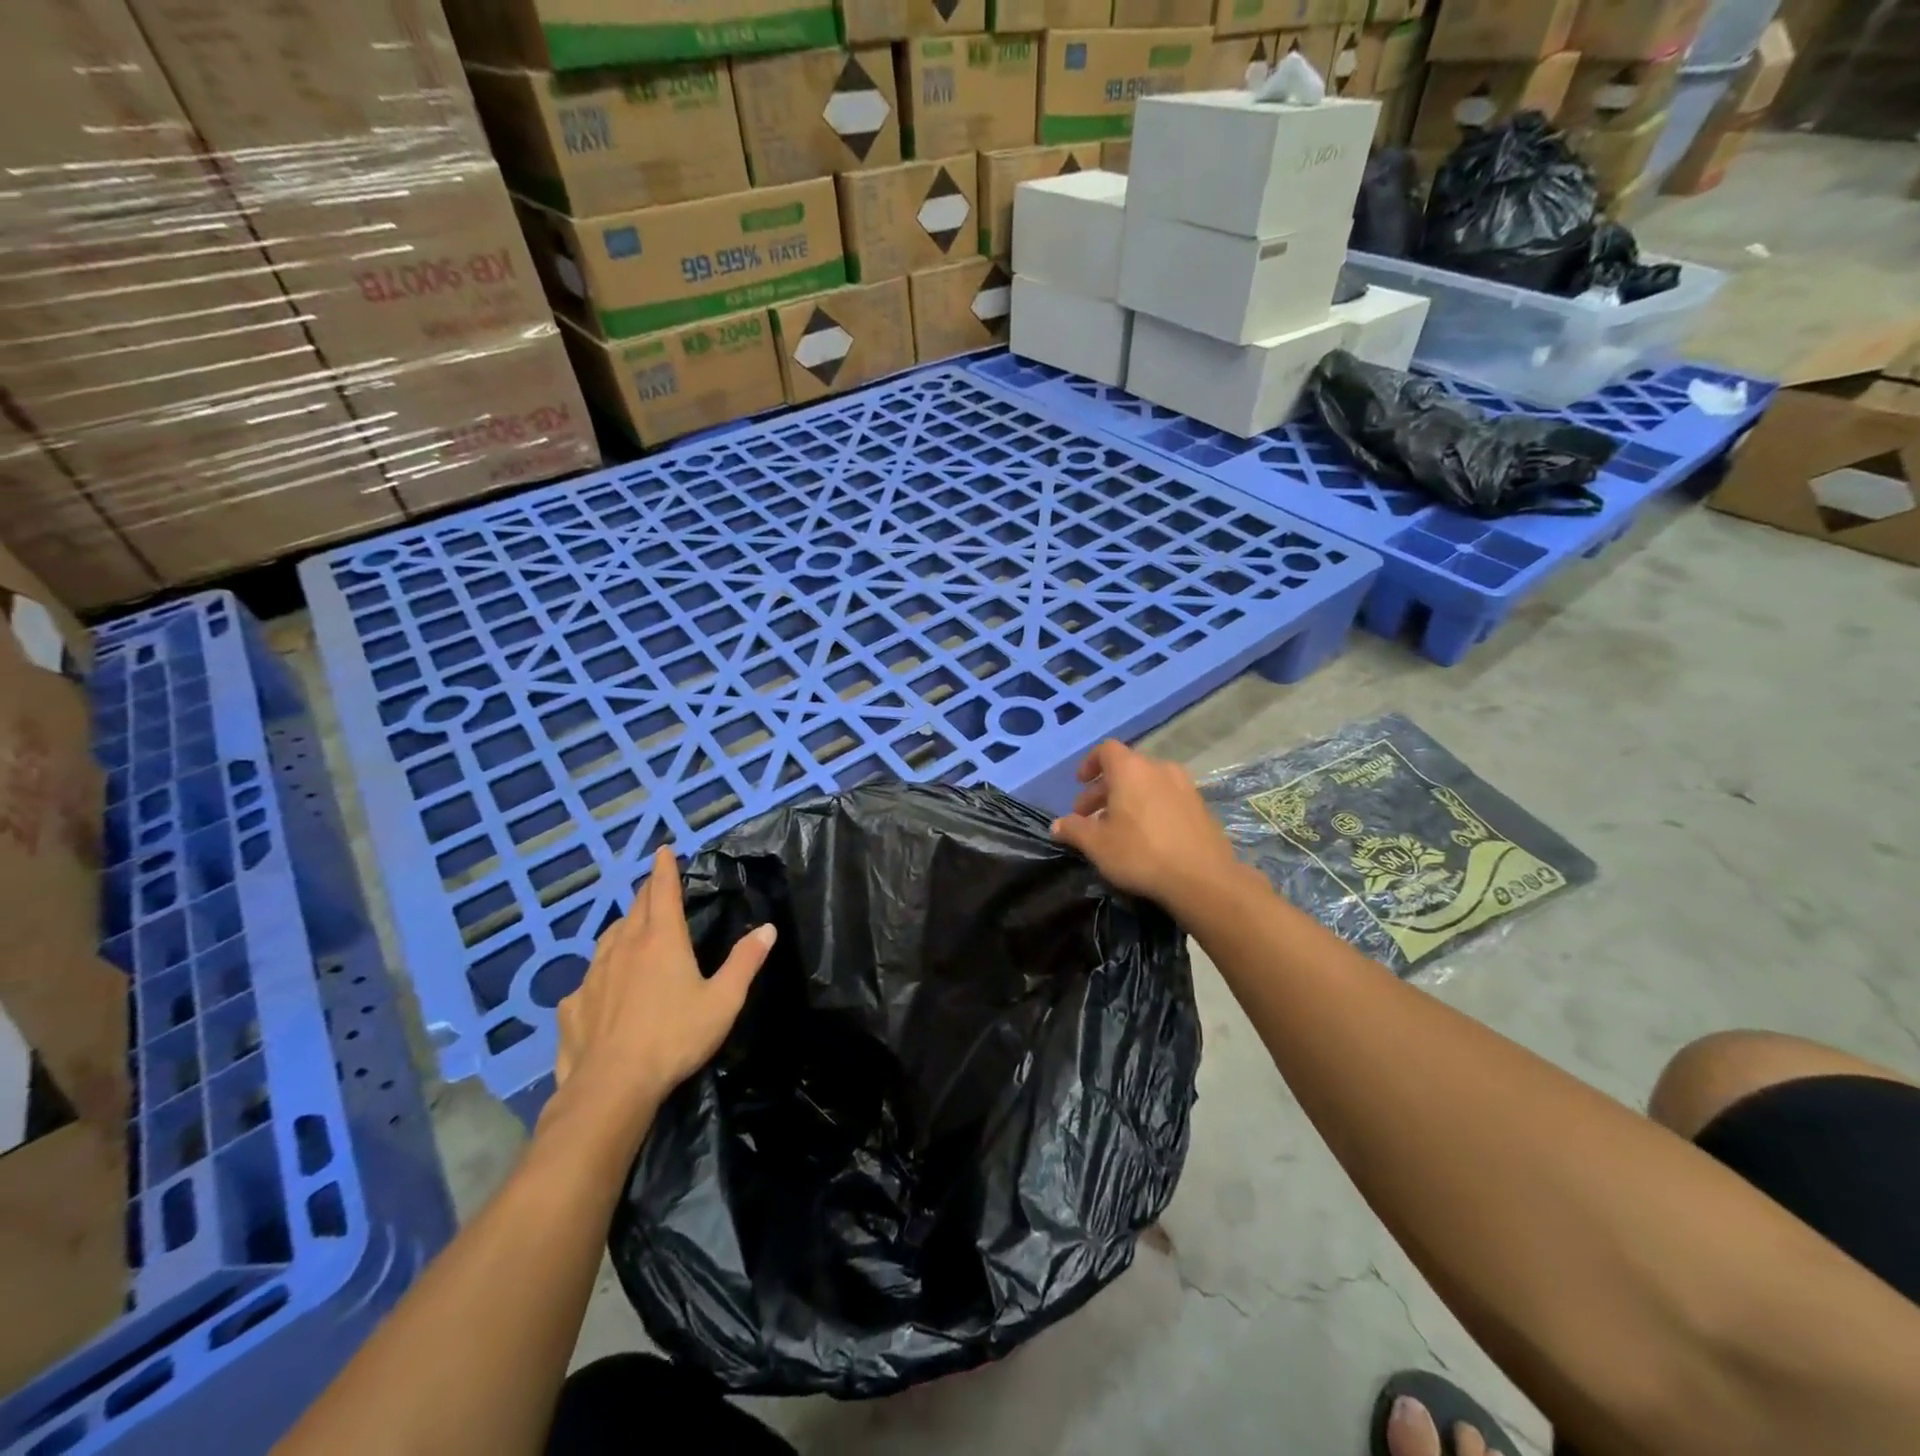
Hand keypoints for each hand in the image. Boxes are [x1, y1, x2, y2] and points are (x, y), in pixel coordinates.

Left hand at [549, 846, 775, 1135]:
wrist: (611, 1087)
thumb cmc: (675, 1037)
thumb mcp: (723, 1001)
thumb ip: (745, 962)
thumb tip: (767, 929)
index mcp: (661, 940)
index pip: (662, 891)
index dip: (664, 869)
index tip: (662, 850)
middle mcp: (624, 947)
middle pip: (635, 909)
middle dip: (647, 893)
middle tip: (655, 887)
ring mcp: (592, 976)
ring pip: (609, 939)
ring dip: (623, 928)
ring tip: (632, 931)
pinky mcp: (571, 1006)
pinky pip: (588, 979)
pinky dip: (601, 974)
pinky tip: (603, 991)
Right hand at [1050, 741, 1239, 913]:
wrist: (1203, 878)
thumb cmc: (1141, 853)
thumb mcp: (1097, 845)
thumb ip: (1074, 830)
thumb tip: (1057, 825)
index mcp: (1131, 769)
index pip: (1106, 750)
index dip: (1090, 764)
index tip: (1080, 784)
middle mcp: (1159, 768)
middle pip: (1126, 769)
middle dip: (1104, 789)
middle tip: (1089, 816)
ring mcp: (1185, 786)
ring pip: (1147, 784)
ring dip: (1127, 799)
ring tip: (1116, 828)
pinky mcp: (1200, 806)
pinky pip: (1166, 798)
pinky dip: (1150, 807)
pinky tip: (1145, 836)